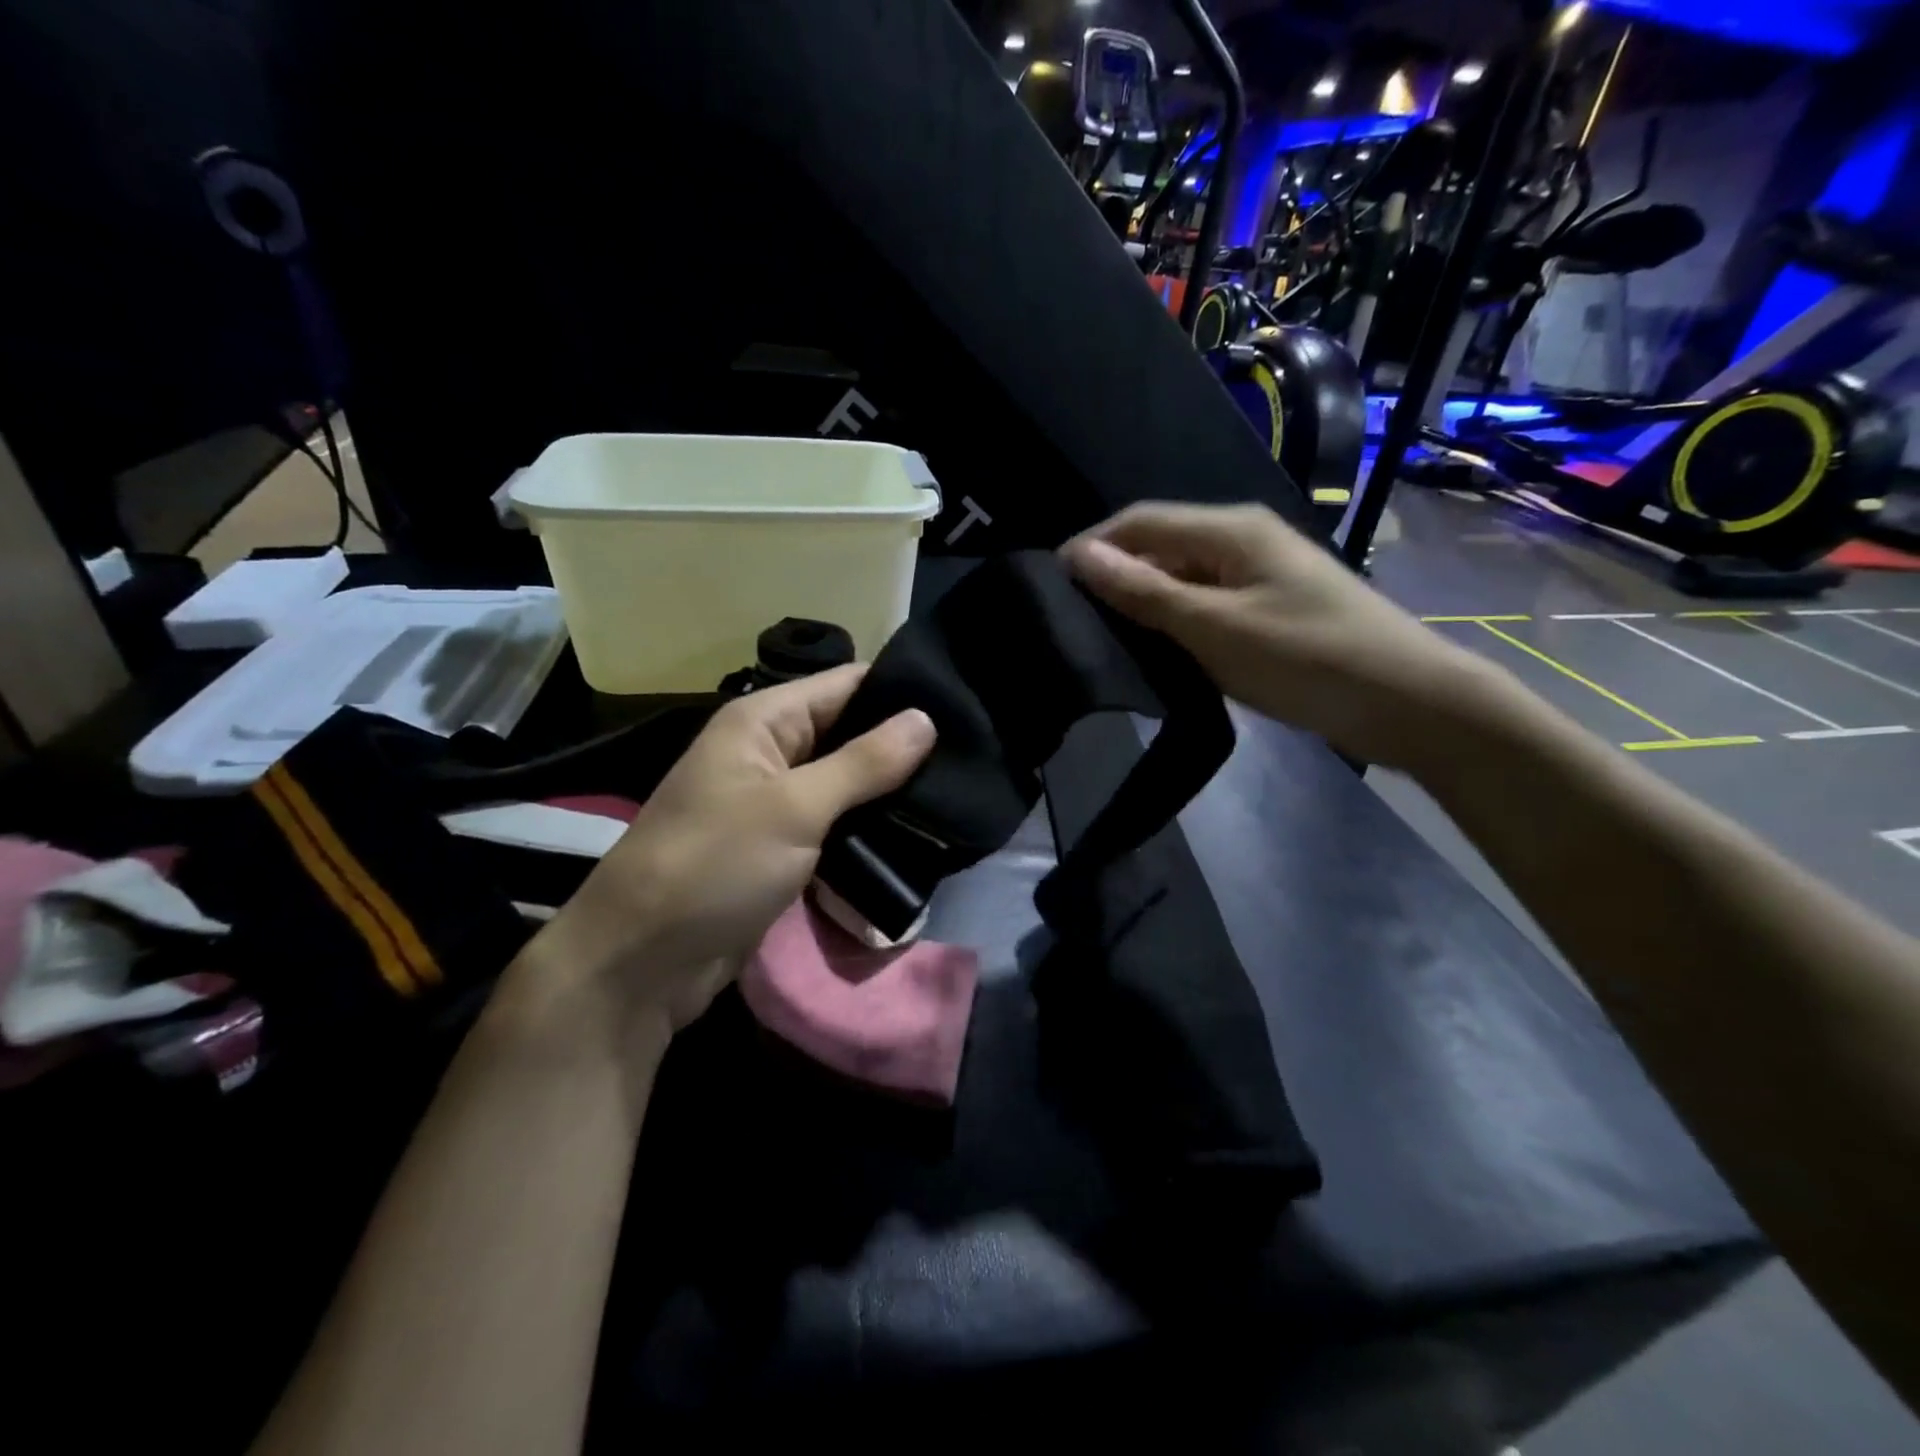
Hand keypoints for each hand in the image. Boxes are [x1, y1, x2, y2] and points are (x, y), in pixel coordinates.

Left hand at [527, 667, 936, 1041]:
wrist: (644, 962)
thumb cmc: (714, 865)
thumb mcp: (794, 808)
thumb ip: (863, 762)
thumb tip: (926, 718)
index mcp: (764, 720)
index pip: (847, 684)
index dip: (901, 691)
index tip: (964, 707)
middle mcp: (770, 751)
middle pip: (850, 732)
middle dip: (903, 746)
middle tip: (971, 759)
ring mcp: (776, 801)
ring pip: (847, 781)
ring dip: (891, 791)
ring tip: (956, 794)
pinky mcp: (782, 845)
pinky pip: (835, 822)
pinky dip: (869, 826)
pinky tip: (919, 831)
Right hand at [1061, 502, 1497, 768]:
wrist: (1409, 702)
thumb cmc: (1307, 659)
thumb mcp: (1215, 628)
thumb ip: (1145, 592)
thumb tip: (1078, 555)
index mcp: (1230, 529)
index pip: (1141, 521)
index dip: (1093, 546)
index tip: (1050, 586)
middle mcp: (1243, 539)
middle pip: (1161, 544)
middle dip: (1116, 574)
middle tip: (1074, 619)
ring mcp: (1260, 573)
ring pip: (1183, 576)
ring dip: (1145, 600)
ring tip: (1105, 636)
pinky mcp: (1271, 607)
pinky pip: (1207, 602)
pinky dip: (1176, 620)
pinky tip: (1158, 648)